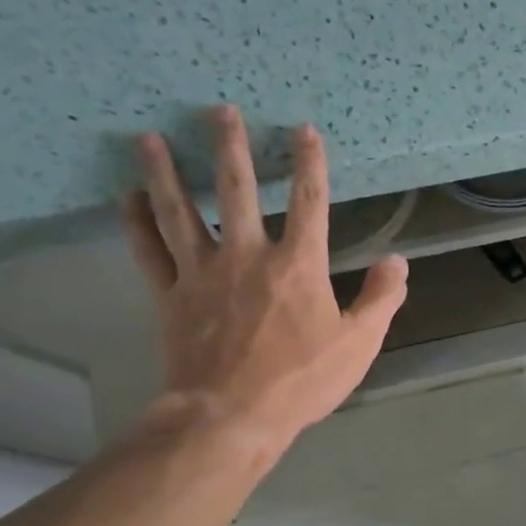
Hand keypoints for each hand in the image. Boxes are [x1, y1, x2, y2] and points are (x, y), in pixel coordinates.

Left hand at [119, 107, 407, 461]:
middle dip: (230, 147)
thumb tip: (397, 261)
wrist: (231, 415)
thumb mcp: (359, 344)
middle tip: (219, 110)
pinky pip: (148, 251)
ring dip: (166, 172)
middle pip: (236, 189)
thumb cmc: (302, 380)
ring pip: (180, 211)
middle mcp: (247, 255)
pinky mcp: (170, 295)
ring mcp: (201, 273)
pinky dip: (135, 222)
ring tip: (151, 138)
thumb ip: (380, 299)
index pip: (309, 201)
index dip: (309, 163)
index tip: (304, 130)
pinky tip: (127, 196)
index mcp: (298, 265)